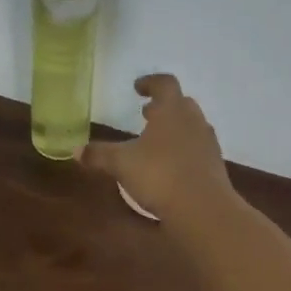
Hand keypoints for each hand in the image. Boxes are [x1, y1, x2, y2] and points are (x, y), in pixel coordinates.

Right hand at [76, 74, 234, 218]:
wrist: (202, 208)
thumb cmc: (159, 175)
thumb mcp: (122, 164)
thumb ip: (99, 155)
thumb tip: (76, 150)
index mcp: (172, 110)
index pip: (164, 84)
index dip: (150, 83)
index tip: (137, 88)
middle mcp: (193, 121)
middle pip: (181, 104)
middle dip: (163, 107)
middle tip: (147, 114)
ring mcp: (207, 143)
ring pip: (190, 126)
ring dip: (174, 128)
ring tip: (155, 141)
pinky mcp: (214, 166)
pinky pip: (196, 149)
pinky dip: (182, 150)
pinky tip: (169, 166)